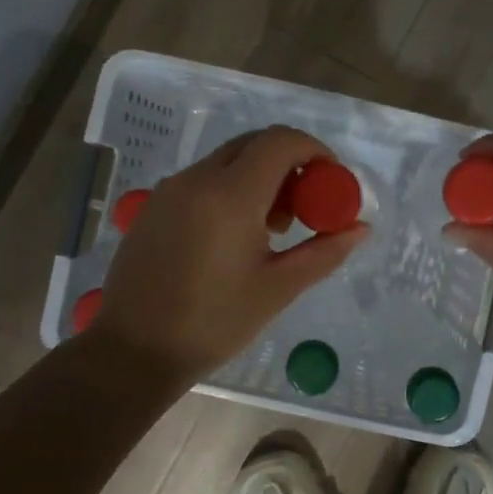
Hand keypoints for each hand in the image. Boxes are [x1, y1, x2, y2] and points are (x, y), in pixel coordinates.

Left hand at [89, 125, 368, 381]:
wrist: (132, 351)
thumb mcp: (278, 289)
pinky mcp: (154, 205)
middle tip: (304, 206)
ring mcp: (171, 189)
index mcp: (231, 195)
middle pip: (254, 144)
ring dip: (259, 177)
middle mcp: (198, 179)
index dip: (314, 150)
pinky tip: (233, 235)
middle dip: (288, 163)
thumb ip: (323, 252)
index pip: (281, 142)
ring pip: (227, 160)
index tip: (331, 179)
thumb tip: (360, 228)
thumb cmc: (213, 323)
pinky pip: (203, 179)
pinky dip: (230, 188)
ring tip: (271, 229)